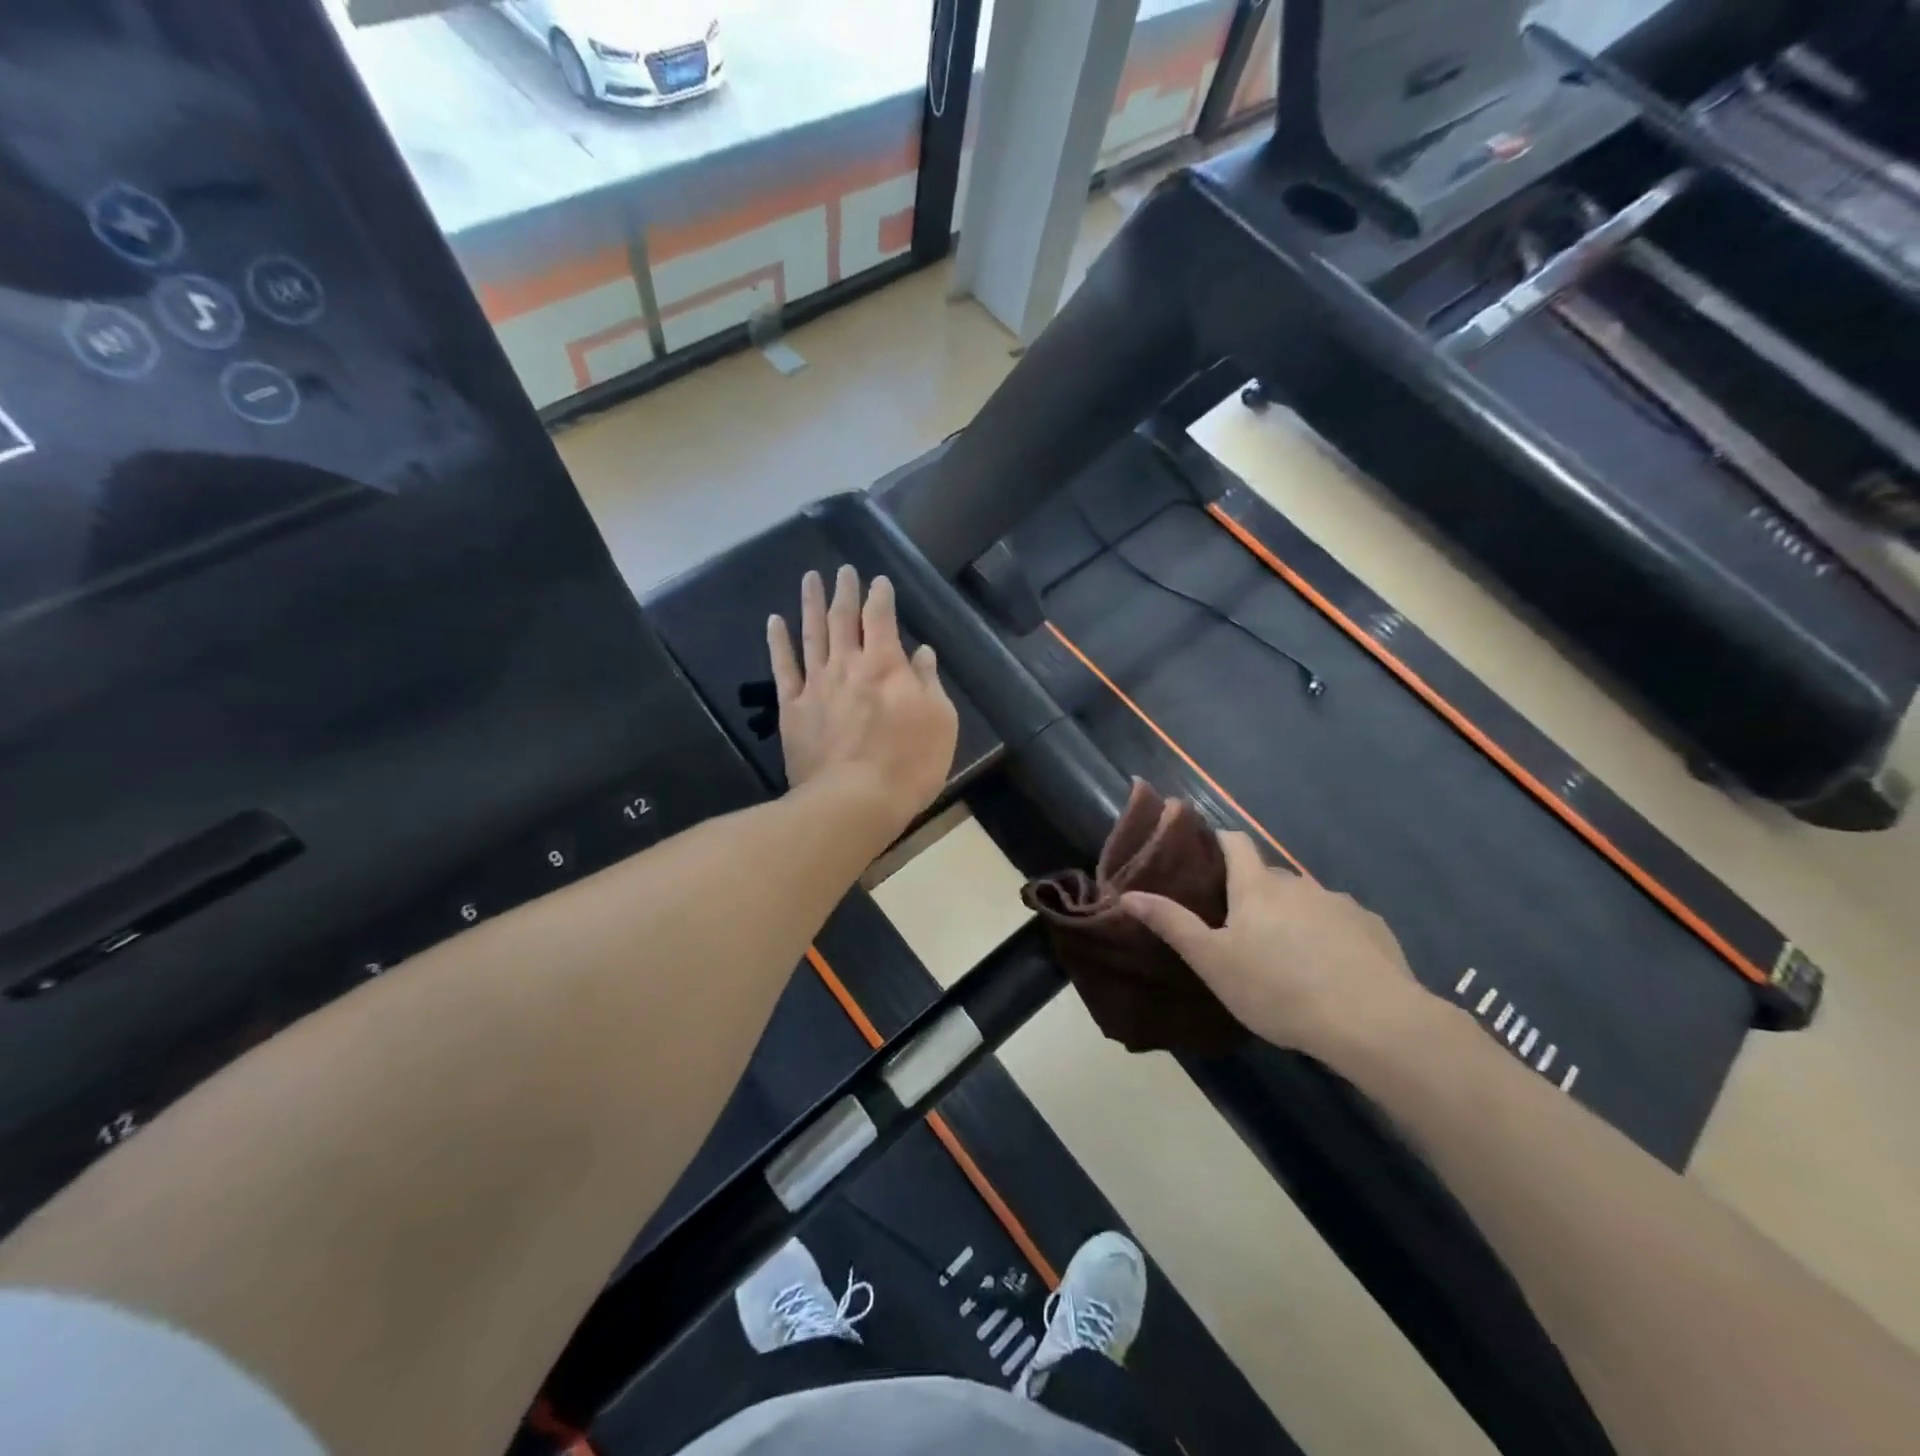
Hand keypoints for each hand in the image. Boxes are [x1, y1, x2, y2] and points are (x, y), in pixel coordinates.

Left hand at [768, 566, 958, 845]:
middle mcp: (847, 665)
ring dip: (811, 604)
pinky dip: (778, 642)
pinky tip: (774, 621)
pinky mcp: (792, 709)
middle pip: (844, 618)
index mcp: (885, 665)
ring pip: (812, 634)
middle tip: (843, 570)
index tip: (879, 580)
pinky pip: (783, 668)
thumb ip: (929, 682)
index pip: (882, 618)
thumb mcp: (940, 721)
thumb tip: (921, 652)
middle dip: (845, 591)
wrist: (854, 801)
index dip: (880, 596)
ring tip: (809, 579)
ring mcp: (816, 685)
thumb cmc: (908, 763)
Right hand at [1122, 831, 1428, 1059]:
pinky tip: (1330, 968)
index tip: (1204, 852)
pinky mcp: (1373, 928)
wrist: (1373, 1022)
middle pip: (1269, 875)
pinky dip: (1329, 934)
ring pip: (1306, 900)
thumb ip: (1171, 924)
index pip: (1234, 841)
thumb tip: (1129, 894)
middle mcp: (1299, 885)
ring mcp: (1341, 904)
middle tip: (1239, 926)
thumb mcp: (1212, 962)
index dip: (1217, 839)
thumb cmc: (1278, 989)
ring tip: (1287, 954)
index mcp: (1257, 887)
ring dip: (1292, 915)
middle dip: (1253, 890)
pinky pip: (1341, 922)